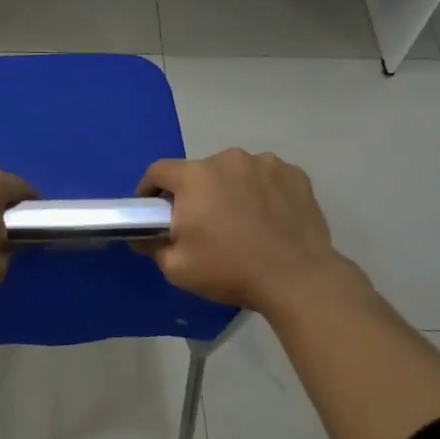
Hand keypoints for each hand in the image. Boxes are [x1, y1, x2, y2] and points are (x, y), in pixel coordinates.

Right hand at [136, 149, 356, 313]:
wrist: (297, 278)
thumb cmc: (230, 270)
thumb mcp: (177, 268)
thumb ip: (152, 245)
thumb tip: (143, 236)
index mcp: (195, 176)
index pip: (159, 171)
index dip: (150, 189)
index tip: (153, 210)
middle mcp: (228, 159)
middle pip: (200, 172)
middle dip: (196, 193)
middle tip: (202, 223)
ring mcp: (266, 163)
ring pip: (236, 173)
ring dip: (231, 190)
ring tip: (240, 221)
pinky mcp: (295, 174)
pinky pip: (267, 178)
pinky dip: (262, 192)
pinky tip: (269, 218)